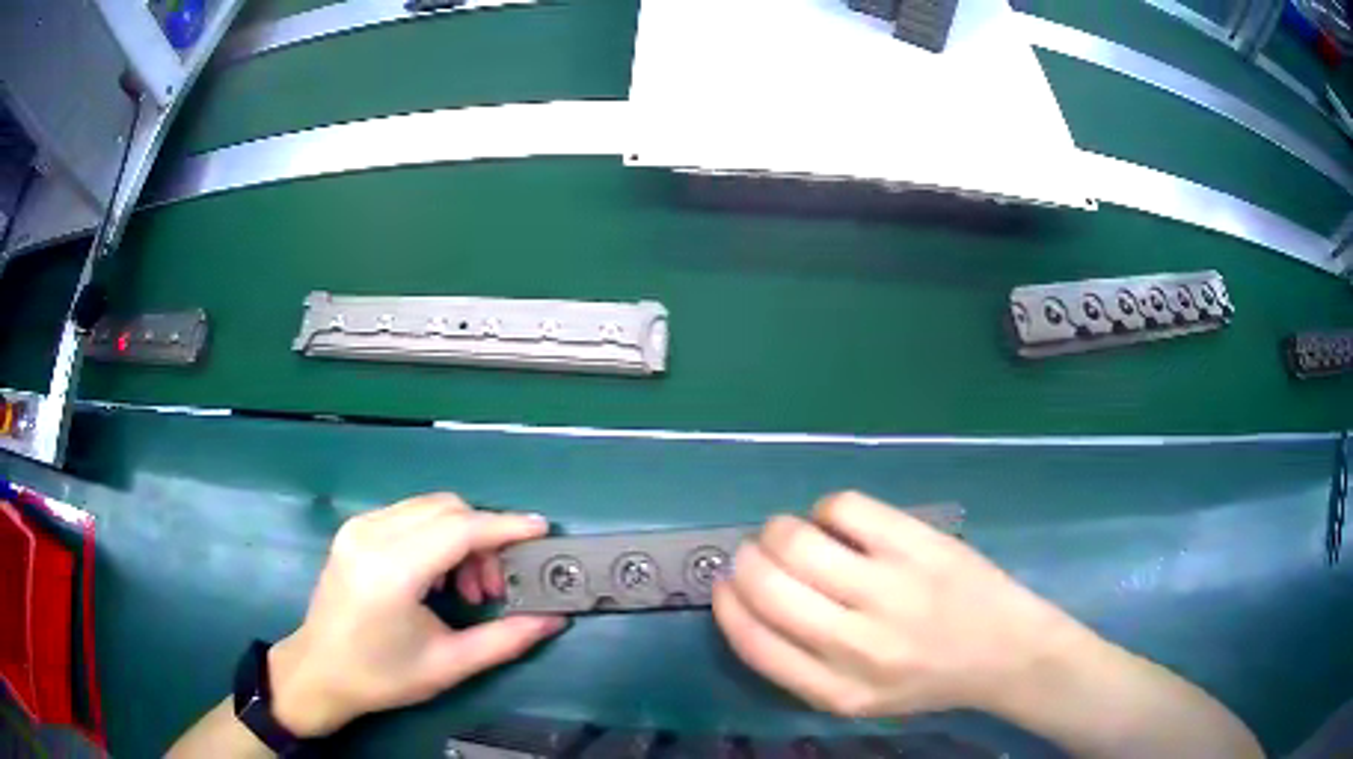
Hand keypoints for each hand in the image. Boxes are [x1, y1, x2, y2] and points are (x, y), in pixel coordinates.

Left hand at [268, 494, 565, 736]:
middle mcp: (372, 535)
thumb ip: (505, 640)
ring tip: (466, 588)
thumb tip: (554, 619)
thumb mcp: (449, 665)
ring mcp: (359, 527)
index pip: (459, 529)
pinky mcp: (354, 529)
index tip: (541, 530)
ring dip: (461, 537)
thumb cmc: (383, 675)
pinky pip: (409, 515)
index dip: (504, 526)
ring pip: (429, 507)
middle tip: (494, 587)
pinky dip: (436, 535)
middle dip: (484, 538)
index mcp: (392, 571)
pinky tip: (437, 575)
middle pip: (447, 509)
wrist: (320, 670)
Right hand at [713, 491, 1079, 718]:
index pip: (752, 640)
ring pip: (798, 540)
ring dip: (779, 530)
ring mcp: (892, 588)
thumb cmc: (925, 680)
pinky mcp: (920, 544)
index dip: (727, 603)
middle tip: (757, 553)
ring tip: (794, 534)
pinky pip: (844, 507)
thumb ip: (798, 664)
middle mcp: (858, 644)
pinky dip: (827, 509)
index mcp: (836, 691)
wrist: (1005, 653)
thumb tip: (745, 597)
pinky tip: (841, 523)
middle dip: (746, 559)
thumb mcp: (855, 699)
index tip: (725, 583)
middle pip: (767, 584)